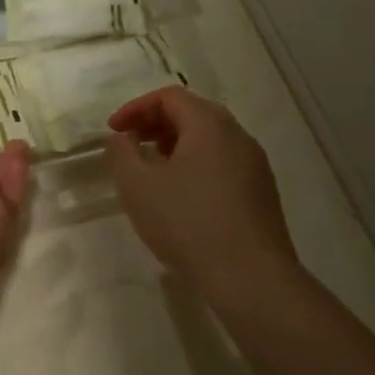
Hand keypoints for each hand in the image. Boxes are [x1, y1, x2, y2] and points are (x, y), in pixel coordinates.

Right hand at [106, 88, 297, 290]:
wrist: (250, 277)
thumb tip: (124, 137)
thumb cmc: (187, 223)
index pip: (169, 97)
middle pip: (193, 113)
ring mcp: (254, 165)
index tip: (113, 132)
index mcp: (210, 125)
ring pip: (209, 140)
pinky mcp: (261, 192)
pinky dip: (195, 164)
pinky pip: (222, 163)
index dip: (135, 108)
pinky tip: (180, 196)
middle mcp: (238, 136)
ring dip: (175, 145)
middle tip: (130, 145)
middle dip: (155, 124)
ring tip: (152, 171)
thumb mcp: (138, 185)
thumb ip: (123, 153)